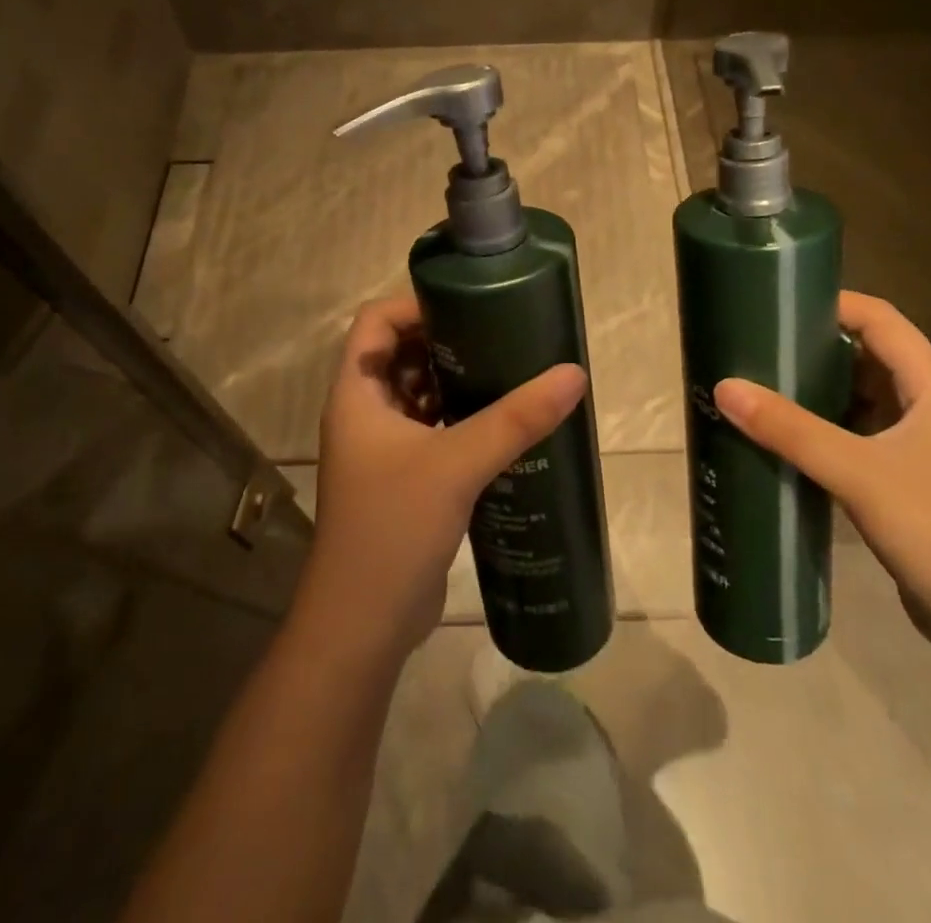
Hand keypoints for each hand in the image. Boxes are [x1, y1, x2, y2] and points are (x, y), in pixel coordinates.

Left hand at [297, 294, 587, 660]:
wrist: (362, 625)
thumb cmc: (393, 528)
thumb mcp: (457, 465)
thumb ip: (515, 419)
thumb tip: (574, 374)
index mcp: (356, 393)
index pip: (376, 322)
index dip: (416, 306)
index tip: (469, 306)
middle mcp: (363, 412)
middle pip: (400, 353)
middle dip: (446, 340)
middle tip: (501, 333)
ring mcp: (380, 448)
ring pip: (417, 393)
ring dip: (455, 379)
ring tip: (509, 369)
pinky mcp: (402, 477)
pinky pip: (431, 428)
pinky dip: (459, 417)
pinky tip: (501, 421)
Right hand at [714, 291, 930, 658]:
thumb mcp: (857, 473)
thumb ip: (790, 430)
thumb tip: (724, 387)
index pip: (881, 319)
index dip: (833, 303)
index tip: (778, 303)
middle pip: (871, 355)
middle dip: (817, 347)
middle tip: (760, 345)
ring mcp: (926, 445)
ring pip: (866, 397)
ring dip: (821, 389)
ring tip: (764, 384)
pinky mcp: (914, 479)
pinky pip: (864, 434)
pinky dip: (829, 427)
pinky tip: (791, 438)